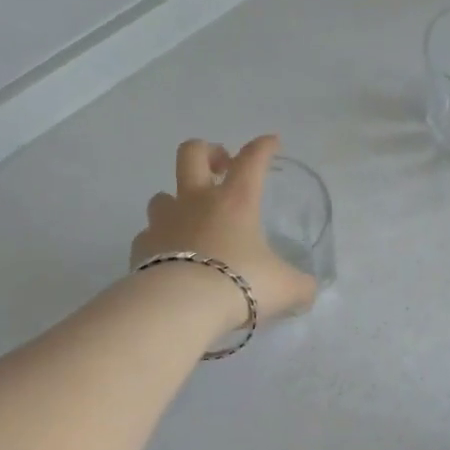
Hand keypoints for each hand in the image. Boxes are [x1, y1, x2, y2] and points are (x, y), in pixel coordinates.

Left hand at [131, 135, 317, 326]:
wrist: (180, 307)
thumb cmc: (239, 284)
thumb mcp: (285, 288)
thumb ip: (300, 286)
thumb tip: (308, 291)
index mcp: (236, 201)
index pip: (252, 159)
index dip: (263, 147)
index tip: (271, 143)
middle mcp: (196, 202)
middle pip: (192, 154)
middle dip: (208, 152)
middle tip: (221, 168)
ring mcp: (164, 222)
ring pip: (162, 194)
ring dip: (177, 200)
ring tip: (191, 220)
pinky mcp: (141, 248)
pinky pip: (149, 235)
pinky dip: (160, 241)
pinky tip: (170, 257)